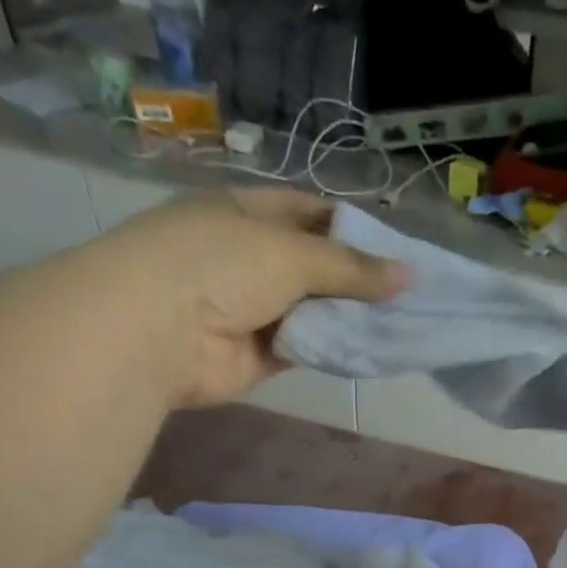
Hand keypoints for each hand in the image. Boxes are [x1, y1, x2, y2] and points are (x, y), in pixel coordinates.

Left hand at [101, 189, 405, 409]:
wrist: (156, 333)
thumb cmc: (217, 267)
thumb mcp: (290, 254)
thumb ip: (350, 268)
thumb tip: (408, 275)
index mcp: (247, 213)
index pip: (310, 213)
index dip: (352, 228)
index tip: (396, 249)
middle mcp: (250, 257)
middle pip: (316, 266)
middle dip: (358, 279)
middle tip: (410, 294)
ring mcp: (253, 308)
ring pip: (313, 311)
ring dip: (349, 318)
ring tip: (401, 323)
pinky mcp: (258, 355)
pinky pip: (306, 348)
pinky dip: (333, 349)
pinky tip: (370, 349)